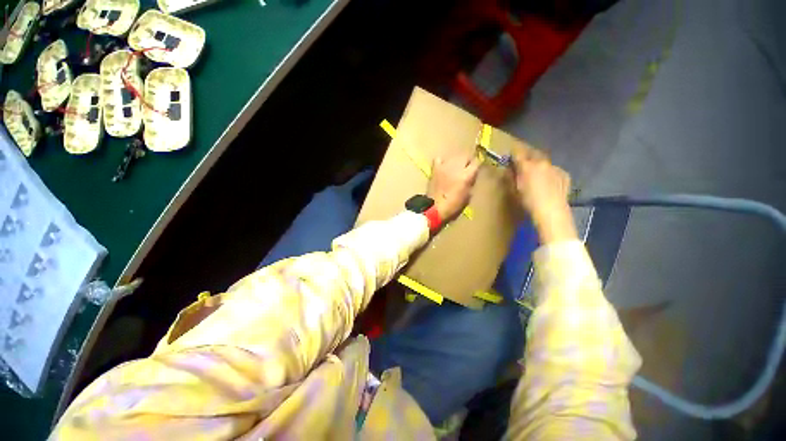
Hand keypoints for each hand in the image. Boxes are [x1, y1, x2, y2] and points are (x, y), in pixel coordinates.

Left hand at [427, 153, 480, 220]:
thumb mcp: (467, 197)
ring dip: (456, 161)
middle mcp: (456, 168)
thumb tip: (470, 178)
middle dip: (467, 161)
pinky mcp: (435, 169)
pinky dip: (442, 161)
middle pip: (465, 156)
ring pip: (453, 157)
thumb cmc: (453, 206)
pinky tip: (443, 167)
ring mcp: (444, 167)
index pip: (476, 162)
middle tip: (466, 169)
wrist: (434, 208)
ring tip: (455, 168)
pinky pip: (439, 159)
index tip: (476, 170)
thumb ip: (470, 184)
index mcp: (466, 176)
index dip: (477, 165)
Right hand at [510, 142, 577, 243]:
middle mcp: (541, 162)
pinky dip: (549, 173)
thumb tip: (509, 170)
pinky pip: (554, 170)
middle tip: (522, 163)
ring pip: (544, 162)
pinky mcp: (564, 174)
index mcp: (527, 166)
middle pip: (532, 153)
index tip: (510, 156)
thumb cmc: (528, 202)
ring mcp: (555, 167)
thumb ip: (511, 177)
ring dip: (538, 165)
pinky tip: (548, 183)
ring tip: (536, 174)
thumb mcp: (514, 190)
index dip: (512, 153)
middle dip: (527, 156)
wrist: (551, 211)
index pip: (517, 153)